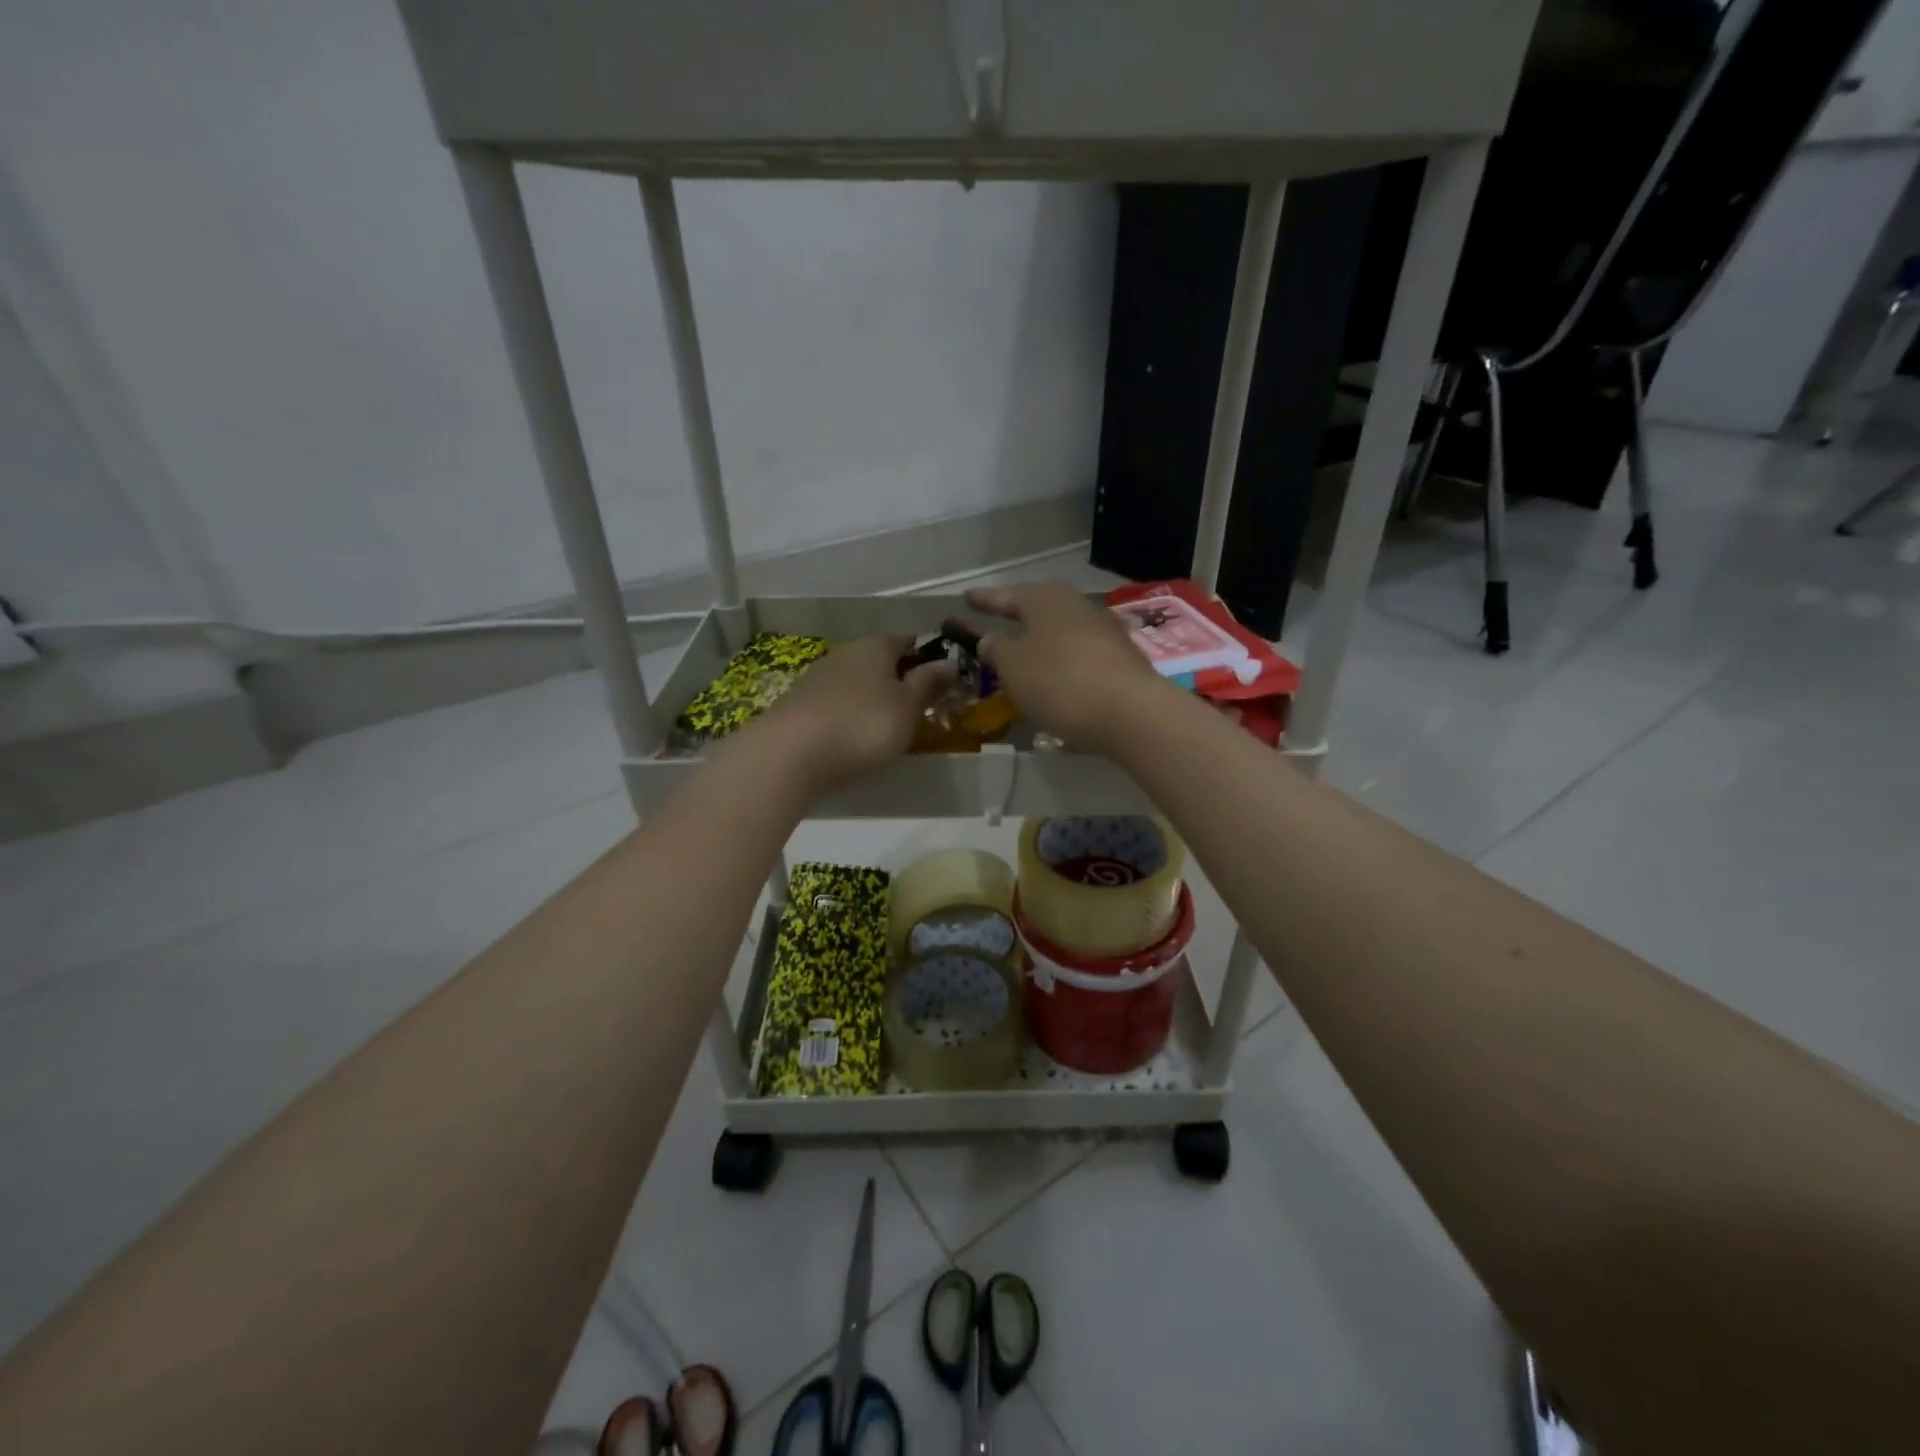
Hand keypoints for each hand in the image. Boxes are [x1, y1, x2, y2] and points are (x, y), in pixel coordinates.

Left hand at [761, 635, 957, 793]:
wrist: (792, 753)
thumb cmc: (863, 725)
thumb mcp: (908, 706)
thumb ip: (929, 682)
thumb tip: (950, 661)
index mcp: (877, 645)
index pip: (909, 641)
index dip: (928, 659)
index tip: (941, 683)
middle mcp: (846, 652)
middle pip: (881, 661)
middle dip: (899, 680)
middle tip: (917, 710)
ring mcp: (819, 676)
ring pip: (857, 682)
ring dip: (872, 698)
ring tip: (886, 728)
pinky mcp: (800, 703)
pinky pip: (836, 703)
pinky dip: (849, 714)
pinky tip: (853, 736)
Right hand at [965, 583, 1165, 754]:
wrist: (1130, 712)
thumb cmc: (1060, 682)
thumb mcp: (1014, 667)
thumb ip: (997, 649)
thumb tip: (991, 638)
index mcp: (1045, 600)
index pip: (1006, 596)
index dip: (984, 600)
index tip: (966, 597)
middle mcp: (1077, 606)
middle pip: (1040, 608)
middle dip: (1018, 615)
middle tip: (998, 619)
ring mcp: (1104, 630)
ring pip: (1062, 630)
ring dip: (1042, 640)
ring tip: (1025, 651)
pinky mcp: (1121, 658)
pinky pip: (1080, 653)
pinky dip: (1063, 661)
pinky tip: (1056, 676)